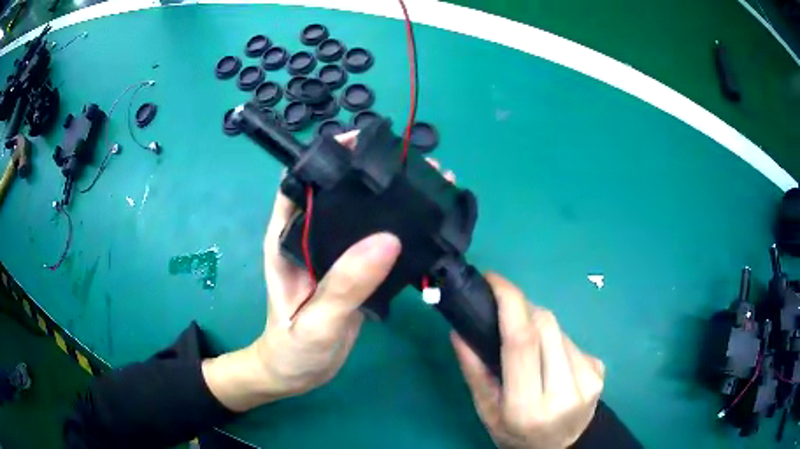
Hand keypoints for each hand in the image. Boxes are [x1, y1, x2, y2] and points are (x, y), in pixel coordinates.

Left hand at [203, 131, 401, 410]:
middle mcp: (310, 235)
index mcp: (287, 236)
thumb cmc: (292, 349)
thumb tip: (387, 239)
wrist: (297, 374)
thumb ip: (345, 284)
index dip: (329, 156)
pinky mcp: (353, 270)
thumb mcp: (316, 320)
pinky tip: (426, 226)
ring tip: (430, 184)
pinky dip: (401, 231)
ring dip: (391, 199)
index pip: (302, 180)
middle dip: (371, 171)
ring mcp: (334, 252)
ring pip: (362, 214)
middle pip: (339, 191)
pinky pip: (377, 243)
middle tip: (412, 160)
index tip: (365, 142)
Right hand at [451, 273, 604, 448]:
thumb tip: (460, 330)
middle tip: (507, 315)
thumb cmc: (516, 434)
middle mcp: (564, 391)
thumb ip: (474, 372)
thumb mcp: (487, 412)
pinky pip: (572, 340)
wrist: (564, 447)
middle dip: (523, 309)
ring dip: (539, 326)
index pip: (522, 342)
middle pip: (545, 325)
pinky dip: (555, 340)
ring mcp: (589, 379)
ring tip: (529, 348)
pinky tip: (550, 359)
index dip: (510, 302)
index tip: (494, 280)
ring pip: (560, 329)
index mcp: (528, 407)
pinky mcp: (600, 370)